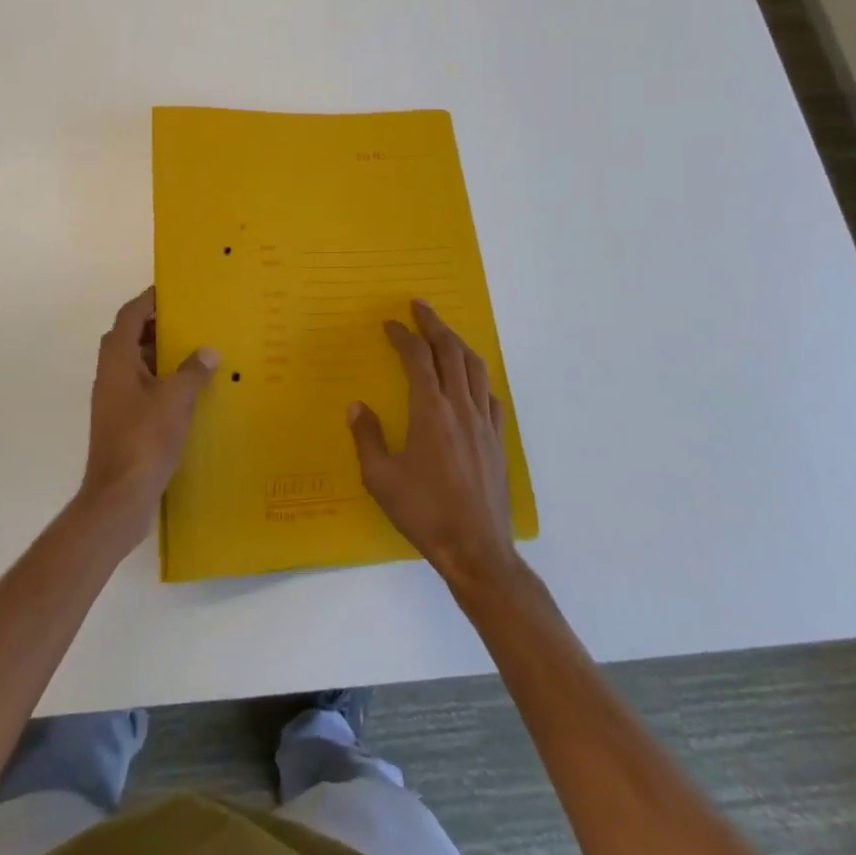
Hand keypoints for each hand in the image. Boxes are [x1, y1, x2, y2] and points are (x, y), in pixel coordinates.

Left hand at [79, 288, 218, 531]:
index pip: (130, 315)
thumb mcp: (176, 399)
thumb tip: (208, 351)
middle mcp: (111, 374)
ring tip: (196, 350)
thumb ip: (193, 371)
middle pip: (130, 337)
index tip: (174, 291)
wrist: (119, 498)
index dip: (149, 300)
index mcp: (118, 360)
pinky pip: (142, 388)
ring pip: (136, 364)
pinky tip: (189, 391)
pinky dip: (161, 381)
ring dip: (161, 355)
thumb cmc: (145, 439)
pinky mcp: (122, 422)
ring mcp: (114, 400)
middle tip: (190, 320)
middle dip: (158, 326)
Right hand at [349, 300, 519, 591]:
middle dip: (434, 324)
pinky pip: (490, 396)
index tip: (390, 323)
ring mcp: (484, 422)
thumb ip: (367, 437)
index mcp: (430, 410)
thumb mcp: (380, 478)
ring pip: (475, 367)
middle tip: (420, 305)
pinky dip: (477, 378)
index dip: (403, 335)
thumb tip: (357, 406)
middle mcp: (460, 406)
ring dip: (458, 343)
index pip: (417, 357)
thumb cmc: (424, 512)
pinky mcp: (498, 441)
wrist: (477, 550)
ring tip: (445, 333)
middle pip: (450, 351)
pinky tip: (471, 383)